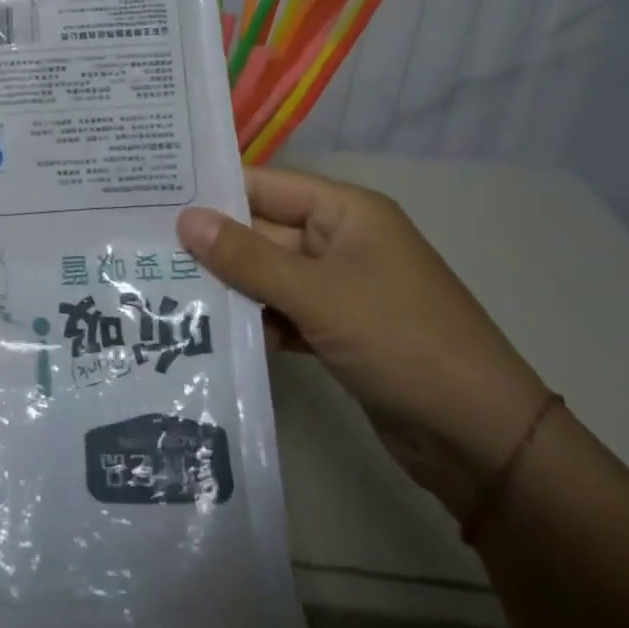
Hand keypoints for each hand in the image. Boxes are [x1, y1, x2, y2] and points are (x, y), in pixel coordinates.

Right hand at [177, 167, 548, 521]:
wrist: (482, 442)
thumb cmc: (402, 342)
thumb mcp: (318, 295)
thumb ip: (247, 258)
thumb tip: (185, 219)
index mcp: (345, 212)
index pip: (265, 185)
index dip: (214, 190)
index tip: (154, 197)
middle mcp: (340, 241)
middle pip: (262, 231)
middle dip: (213, 245)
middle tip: (145, 250)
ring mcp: (340, 288)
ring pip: (269, 275)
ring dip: (229, 287)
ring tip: (164, 291)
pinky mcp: (338, 331)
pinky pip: (284, 312)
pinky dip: (256, 321)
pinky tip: (211, 333)